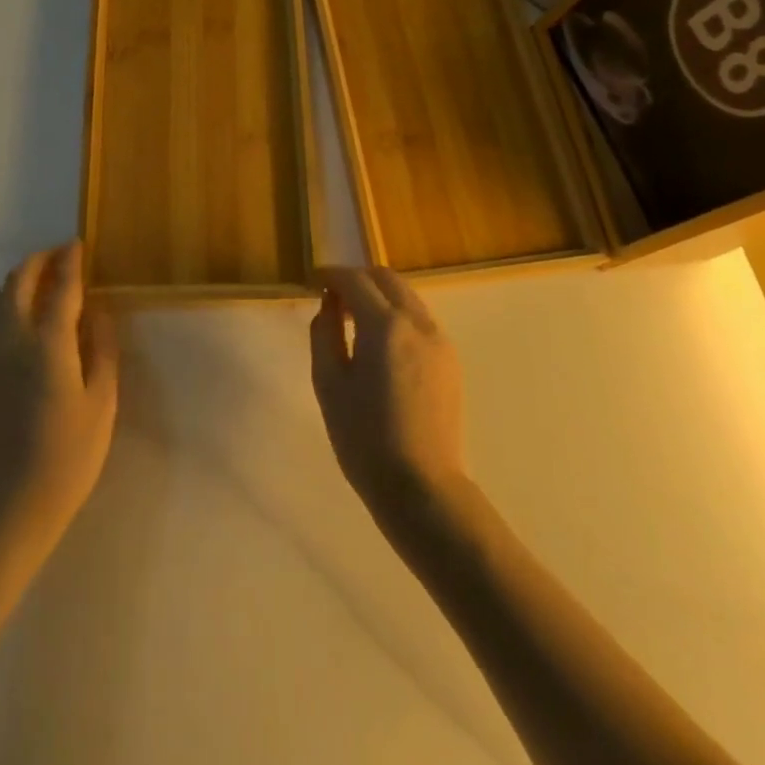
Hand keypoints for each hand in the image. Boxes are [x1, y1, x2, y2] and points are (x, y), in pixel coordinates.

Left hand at [0, 243, 119, 560]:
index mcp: (47, 345)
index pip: (59, 287)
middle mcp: (11, 341)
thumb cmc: (67, 457)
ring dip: (21, 280)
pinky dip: (10, 303)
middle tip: (61, 255)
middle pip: (18, 282)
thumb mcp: (101, 403)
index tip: (78, 244)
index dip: (70, 262)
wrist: (7, 507)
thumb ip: (101, 350)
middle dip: (38, 261)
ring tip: (46, 282)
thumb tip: (97, 312)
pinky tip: (30, 319)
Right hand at [309, 266, 467, 522]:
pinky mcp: (450, 361)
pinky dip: (397, 316)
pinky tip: (381, 345)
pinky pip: (420, 321)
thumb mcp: (329, 384)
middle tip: (333, 298)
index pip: (355, 280)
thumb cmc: (364, 439)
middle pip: (387, 279)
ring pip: (407, 297)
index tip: (313, 281)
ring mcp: (440, 341)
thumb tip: (328, 305)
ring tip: (354, 321)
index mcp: (385, 326)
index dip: (331, 275)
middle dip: (358, 279)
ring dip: (379, 296)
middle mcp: (418, 323)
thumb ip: (324, 333)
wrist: (422, 489)